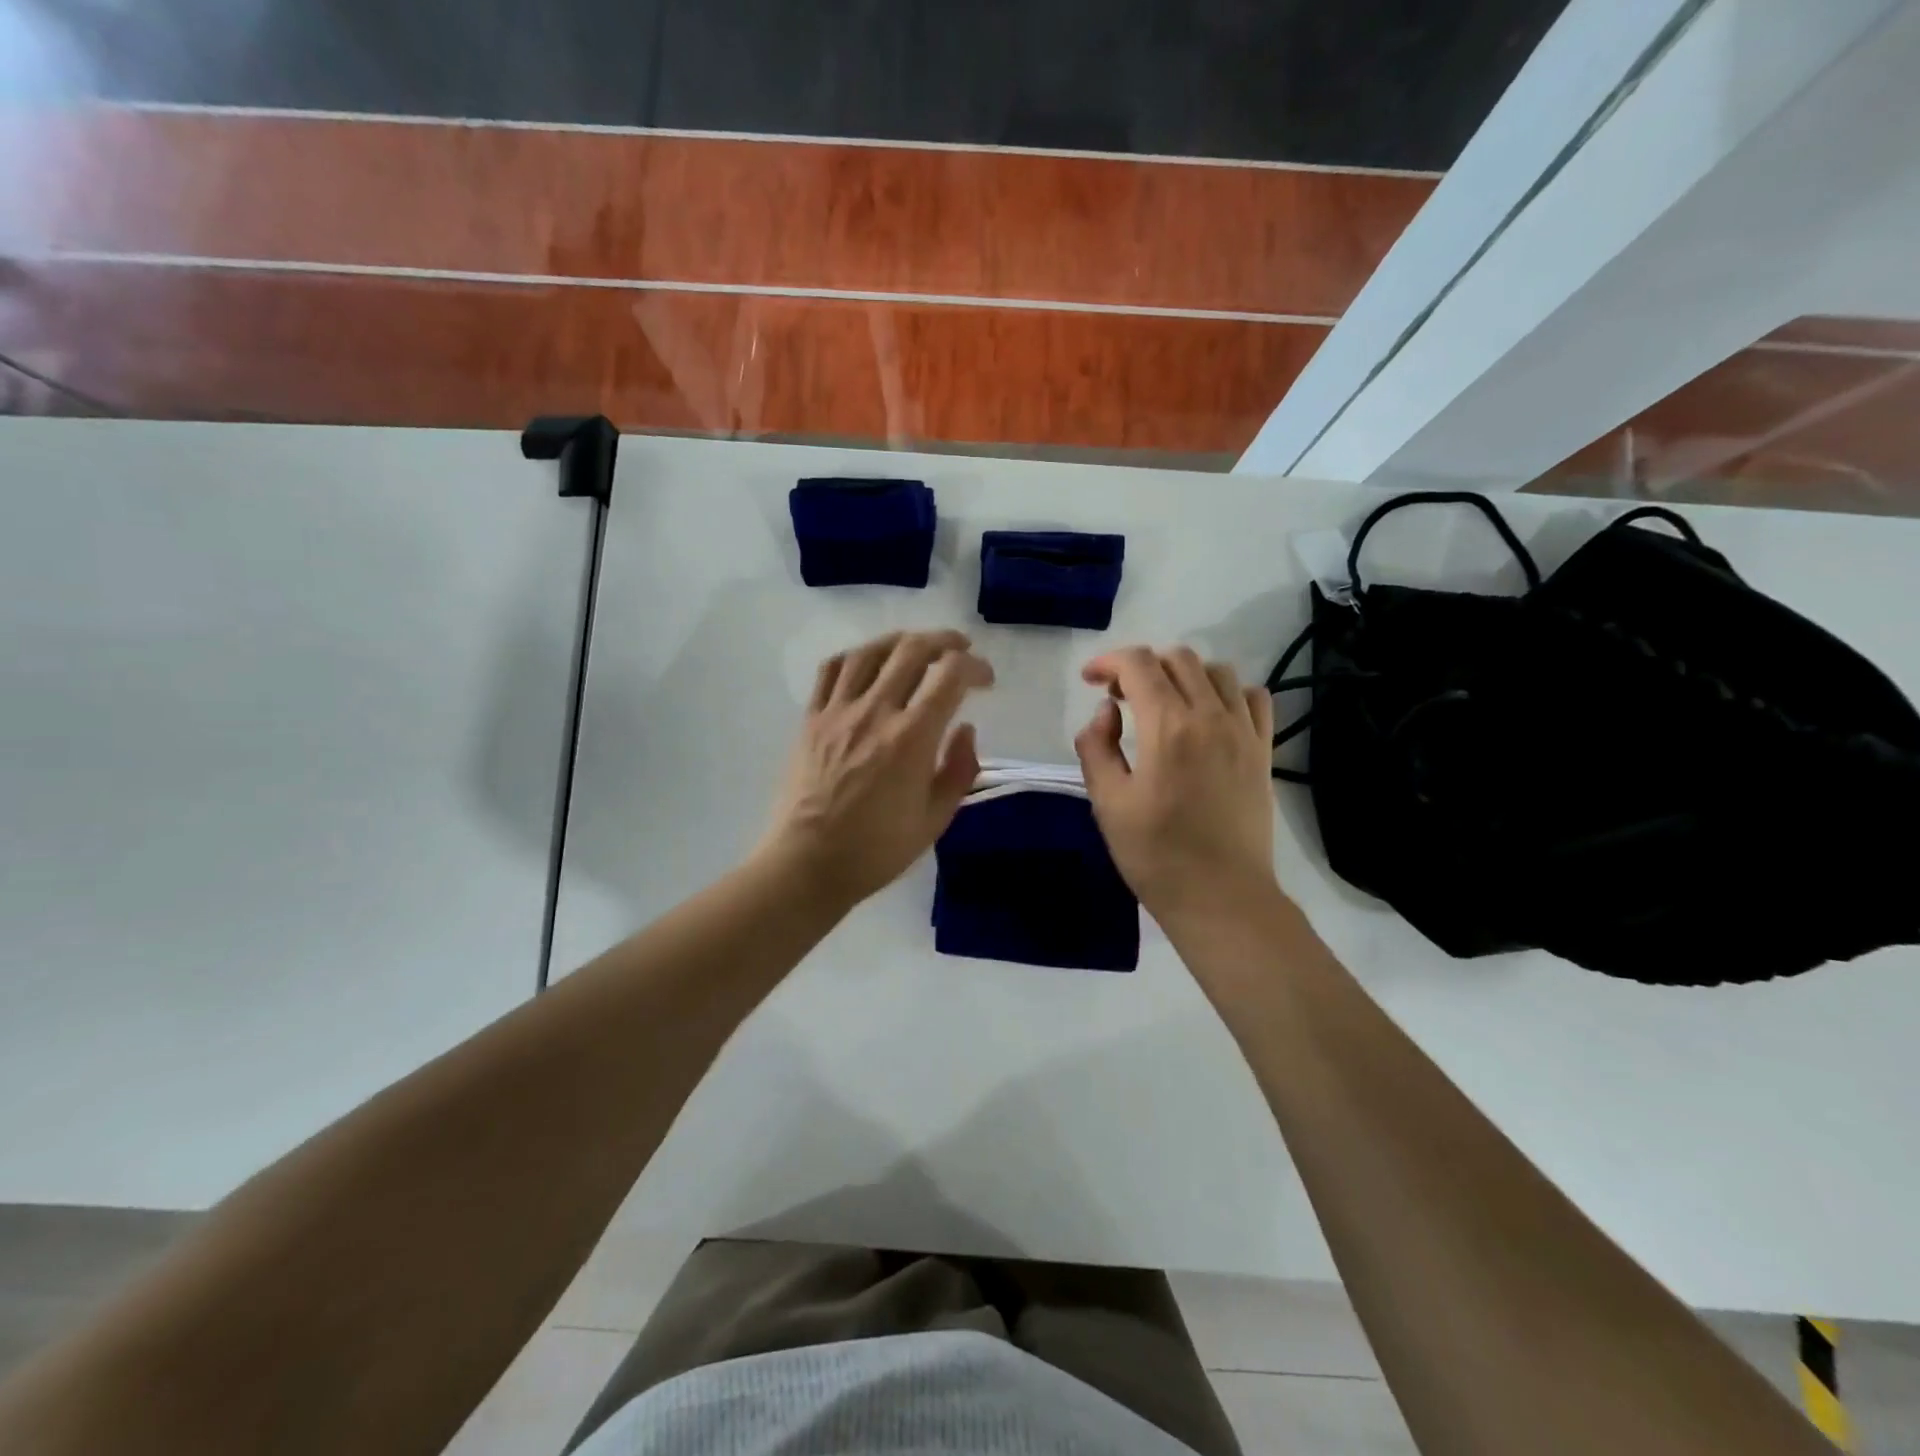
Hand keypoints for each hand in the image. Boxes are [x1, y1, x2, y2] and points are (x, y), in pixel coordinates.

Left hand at [758, 630, 993, 909]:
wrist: (808, 864)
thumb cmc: (877, 850)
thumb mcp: (935, 820)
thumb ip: (960, 770)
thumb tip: (966, 729)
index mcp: (911, 739)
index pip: (950, 676)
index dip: (975, 668)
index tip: (986, 681)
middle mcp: (875, 713)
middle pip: (912, 650)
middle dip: (944, 641)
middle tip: (960, 650)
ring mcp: (837, 712)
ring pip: (870, 652)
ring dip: (901, 641)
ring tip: (917, 647)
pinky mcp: (811, 719)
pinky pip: (832, 670)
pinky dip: (857, 656)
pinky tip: (869, 664)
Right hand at [1074, 646, 1277, 924]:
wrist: (1220, 897)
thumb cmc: (1155, 855)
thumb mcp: (1107, 803)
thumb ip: (1097, 747)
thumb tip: (1106, 712)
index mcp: (1169, 728)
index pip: (1138, 665)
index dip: (1108, 662)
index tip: (1090, 680)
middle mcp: (1211, 717)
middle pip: (1178, 658)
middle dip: (1141, 666)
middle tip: (1119, 698)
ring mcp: (1244, 732)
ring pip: (1216, 671)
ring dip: (1182, 675)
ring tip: (1163, 704)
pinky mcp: (1263, 751)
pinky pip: (1253, 698)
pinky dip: (1226, 693)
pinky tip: (1209, 717)